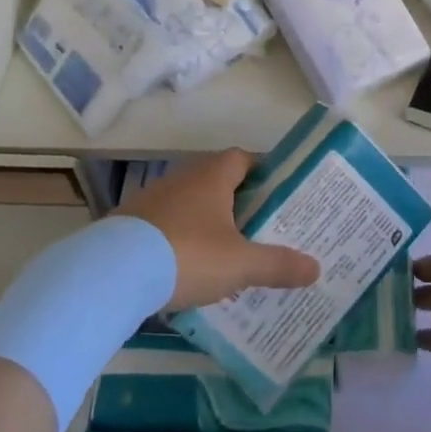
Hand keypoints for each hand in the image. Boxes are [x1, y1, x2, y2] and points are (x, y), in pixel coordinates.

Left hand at [115, 149, 320, 309]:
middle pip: (218, 182)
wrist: (113, 272)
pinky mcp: (131, 223)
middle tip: (260, 230)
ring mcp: (153, 199)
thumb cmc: (187, 254)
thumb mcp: (240, 264)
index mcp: (213, 176)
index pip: (243, 159)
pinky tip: (187, 270)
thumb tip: (317, 268)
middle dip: (239, 204)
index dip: (262, 172)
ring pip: (190, 205)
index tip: (279, 195)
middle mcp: (183, 178)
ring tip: (228, 255)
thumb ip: (277, 265)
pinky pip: (166, 226)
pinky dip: (180, 241)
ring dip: (207, 224)